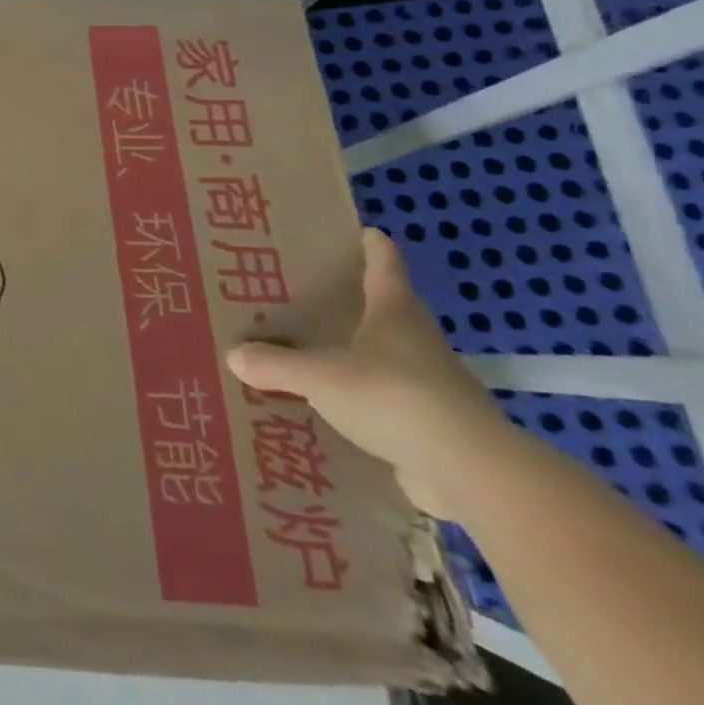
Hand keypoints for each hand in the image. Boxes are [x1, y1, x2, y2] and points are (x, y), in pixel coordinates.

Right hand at [225, 228, 510, 517]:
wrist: (469, 472)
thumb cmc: (393, 397)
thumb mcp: (319, 376)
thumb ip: (275, 365)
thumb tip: (234, 355)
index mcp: (395, 314)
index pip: (385, 267)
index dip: (374, 248)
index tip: (365, 232)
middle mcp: (418, 342)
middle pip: (390, 310)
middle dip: (360, 302)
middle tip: (318, 296)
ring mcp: (431, 386)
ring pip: (389, 358)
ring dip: (360, 355)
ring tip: (316, 355)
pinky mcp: (433, 427)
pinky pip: (388, 403)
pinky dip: (364, 402)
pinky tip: (334, 411)